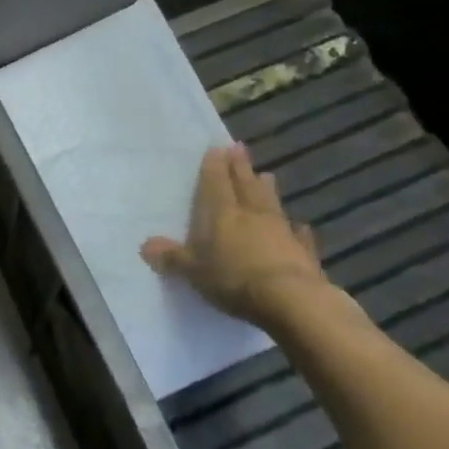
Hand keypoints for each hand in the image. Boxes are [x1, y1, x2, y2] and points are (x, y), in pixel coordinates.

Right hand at [141, 146, 332, 331]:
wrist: (291, 300)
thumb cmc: (234, 279)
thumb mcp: (193, 271)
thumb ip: (172, 257)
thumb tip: (145, 246)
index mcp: (223, 213)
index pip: (217, 182)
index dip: (215, 165)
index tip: (218, 148)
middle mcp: (252, 214)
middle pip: (245, 185)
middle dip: (241, 167)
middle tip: (240, 148)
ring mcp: (281, 231)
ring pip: (272, 203)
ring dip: (268, 189)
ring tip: (267, 175)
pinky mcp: (304, 253)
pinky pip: (299, 236)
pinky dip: (298, 229)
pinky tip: (302, 226)